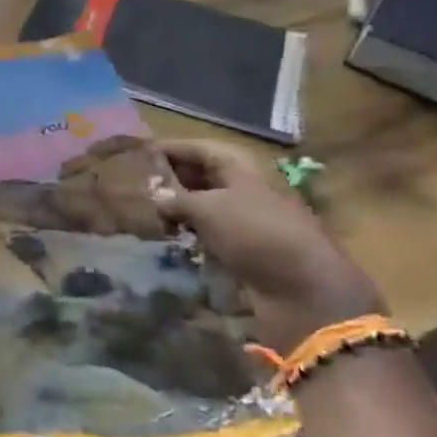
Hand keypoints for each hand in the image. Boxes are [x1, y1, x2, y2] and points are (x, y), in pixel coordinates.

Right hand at [153, 139, 384, 353]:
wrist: (304, 289)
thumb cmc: (256, 234)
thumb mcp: (208, 209)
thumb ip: (176, 197)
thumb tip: (154, 192)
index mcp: (238, 165)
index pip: (194, 147)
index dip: (166, 150)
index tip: (133, 156)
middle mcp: (243, 185)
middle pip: (199, 174)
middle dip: (168, 180)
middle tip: (132, 188)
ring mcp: (245, 216)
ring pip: (203, 204)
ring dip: (177, 209)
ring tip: (143, 215)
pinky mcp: (245, 245)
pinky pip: (210, 230)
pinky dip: (190, 232)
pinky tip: (168, 238)